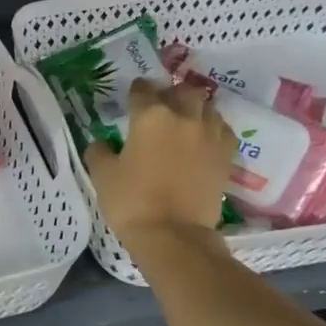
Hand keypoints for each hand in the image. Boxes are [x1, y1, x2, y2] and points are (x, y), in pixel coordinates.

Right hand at [83, 79, 235, 242]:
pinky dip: (213, 128)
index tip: (132, 95)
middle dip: (171, 94)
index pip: (142, 91)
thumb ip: (99, 152)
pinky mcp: (226, 155)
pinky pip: (223, 129)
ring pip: (207, 106)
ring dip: (195, 108)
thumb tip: (101, 143)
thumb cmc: (131, 202)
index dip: (136, 91)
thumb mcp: (102, 175)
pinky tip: (204, 139)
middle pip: (183, 91)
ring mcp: (210, 135)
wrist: (173, 234)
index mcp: (151, 116)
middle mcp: (184, 117)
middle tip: (162, 105)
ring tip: (185, 120)